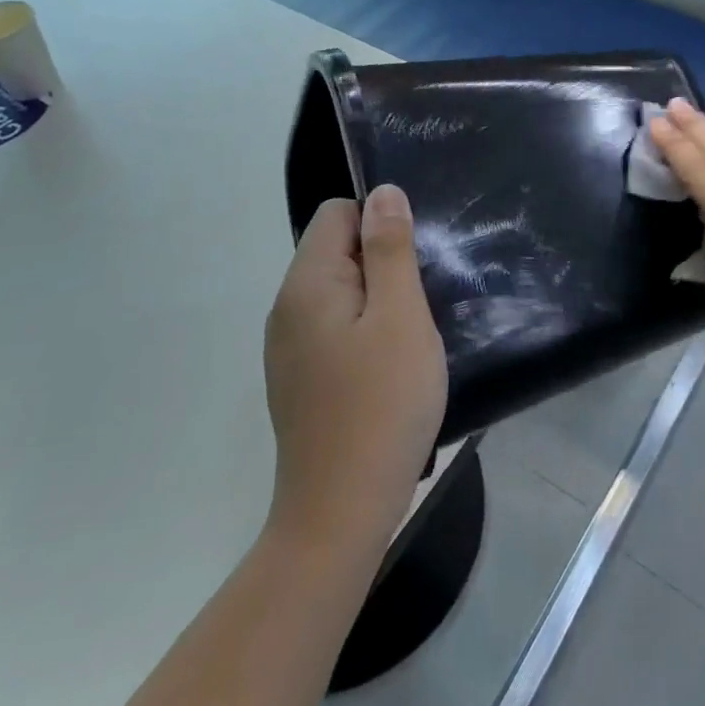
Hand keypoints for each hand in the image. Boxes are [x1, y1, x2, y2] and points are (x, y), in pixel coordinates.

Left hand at [264, 186, 447, 553]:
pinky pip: (334, 327)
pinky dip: (364, 332)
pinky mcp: (299, 379)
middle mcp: (286, 308)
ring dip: (378, 300)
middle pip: (336, 250)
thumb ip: (391, 249)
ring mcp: (288, 347)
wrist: (340, 512)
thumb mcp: (401, 316)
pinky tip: (388, 369)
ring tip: (409, 337)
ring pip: (340, 291)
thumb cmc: (381, 404)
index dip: (380, 225)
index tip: (411, 265)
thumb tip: (384, 193)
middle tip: (418, 304)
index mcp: (306, 284)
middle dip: (382, 263)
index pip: (337, 213)